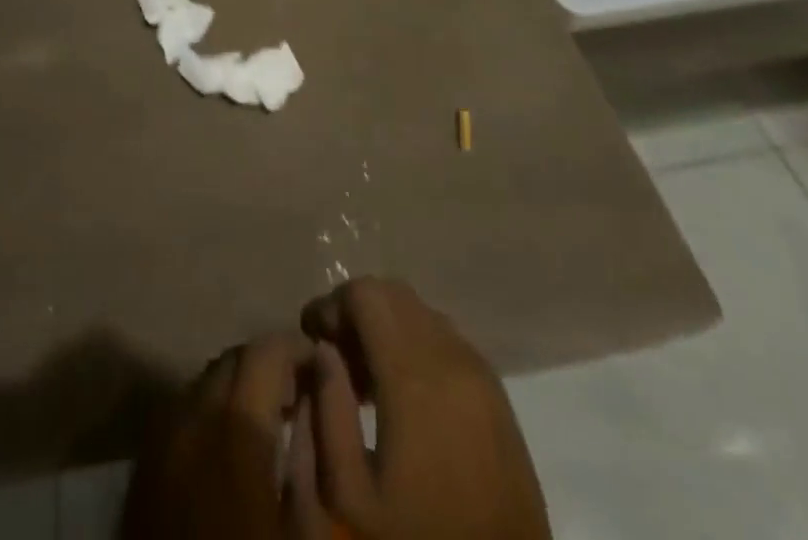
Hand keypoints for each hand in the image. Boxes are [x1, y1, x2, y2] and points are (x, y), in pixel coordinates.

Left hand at [119, 332, 318, 539]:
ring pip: (204, 381)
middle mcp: (193, 416)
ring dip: (236, 388)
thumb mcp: (301, 531)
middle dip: (267, 367)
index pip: (266, 351)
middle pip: (233, 359)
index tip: (321, 369)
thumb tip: (315, 405)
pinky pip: (179, 411)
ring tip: (263, 422)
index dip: (297, 351)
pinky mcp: (142, 464)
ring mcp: (161, 437)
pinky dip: (206, 411)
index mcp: (236, 429)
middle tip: (296, 398)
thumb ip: (311, 458)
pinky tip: (223, 449)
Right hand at [298, 278, 550, 539]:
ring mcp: (479, 371)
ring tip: (365, 378)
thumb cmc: (417, 539)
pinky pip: (445, 338)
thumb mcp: (350, 495)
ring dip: (387, 324)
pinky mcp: (496, 392)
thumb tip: (323, 352)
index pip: (364, 293)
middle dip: (356, 310)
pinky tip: (403, 392)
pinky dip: (415, 342)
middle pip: (392, 292)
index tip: (311, 336)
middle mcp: (450, 355)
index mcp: (413, 374)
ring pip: (420, 311)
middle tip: (335, 355)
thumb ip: (328, 412)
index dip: (331, 304)